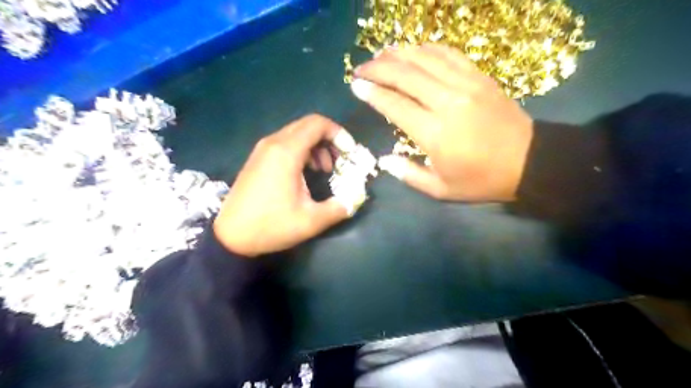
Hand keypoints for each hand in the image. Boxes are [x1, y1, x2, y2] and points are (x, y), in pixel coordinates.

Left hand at [213, 113, 350, 255]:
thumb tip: (356, 199)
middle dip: (329, 140)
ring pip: (297, 134)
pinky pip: (285, 143)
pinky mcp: (258, 159)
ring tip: (325, 169)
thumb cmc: (271, 226)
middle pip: (308, 126)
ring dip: (316, 146)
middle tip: (340, 161)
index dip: (339, 133)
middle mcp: (274, 143)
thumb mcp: (311, 221)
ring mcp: (263, 150)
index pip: (318, 124)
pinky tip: (307, 172)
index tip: (349, 152)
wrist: (231, 237)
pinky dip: (302, 151)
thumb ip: (339, 207)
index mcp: (286, 152)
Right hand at [352, 44, 532, 201]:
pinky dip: (427, 49)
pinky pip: (449, 54)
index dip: (372, 93)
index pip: (394, 104)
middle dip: (378, 68)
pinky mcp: (480, 77)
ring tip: (381, 55)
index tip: (355, 85)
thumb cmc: (481, 180)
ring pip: (425, 59)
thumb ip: (409, 175)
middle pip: (405, 75)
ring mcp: (466, 85)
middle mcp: (447, 102)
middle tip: (361, 68)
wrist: (529, 162)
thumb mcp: (441, 189)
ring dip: (398, 54)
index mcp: (435, 133)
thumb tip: (385, 160)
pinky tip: (414, 50)